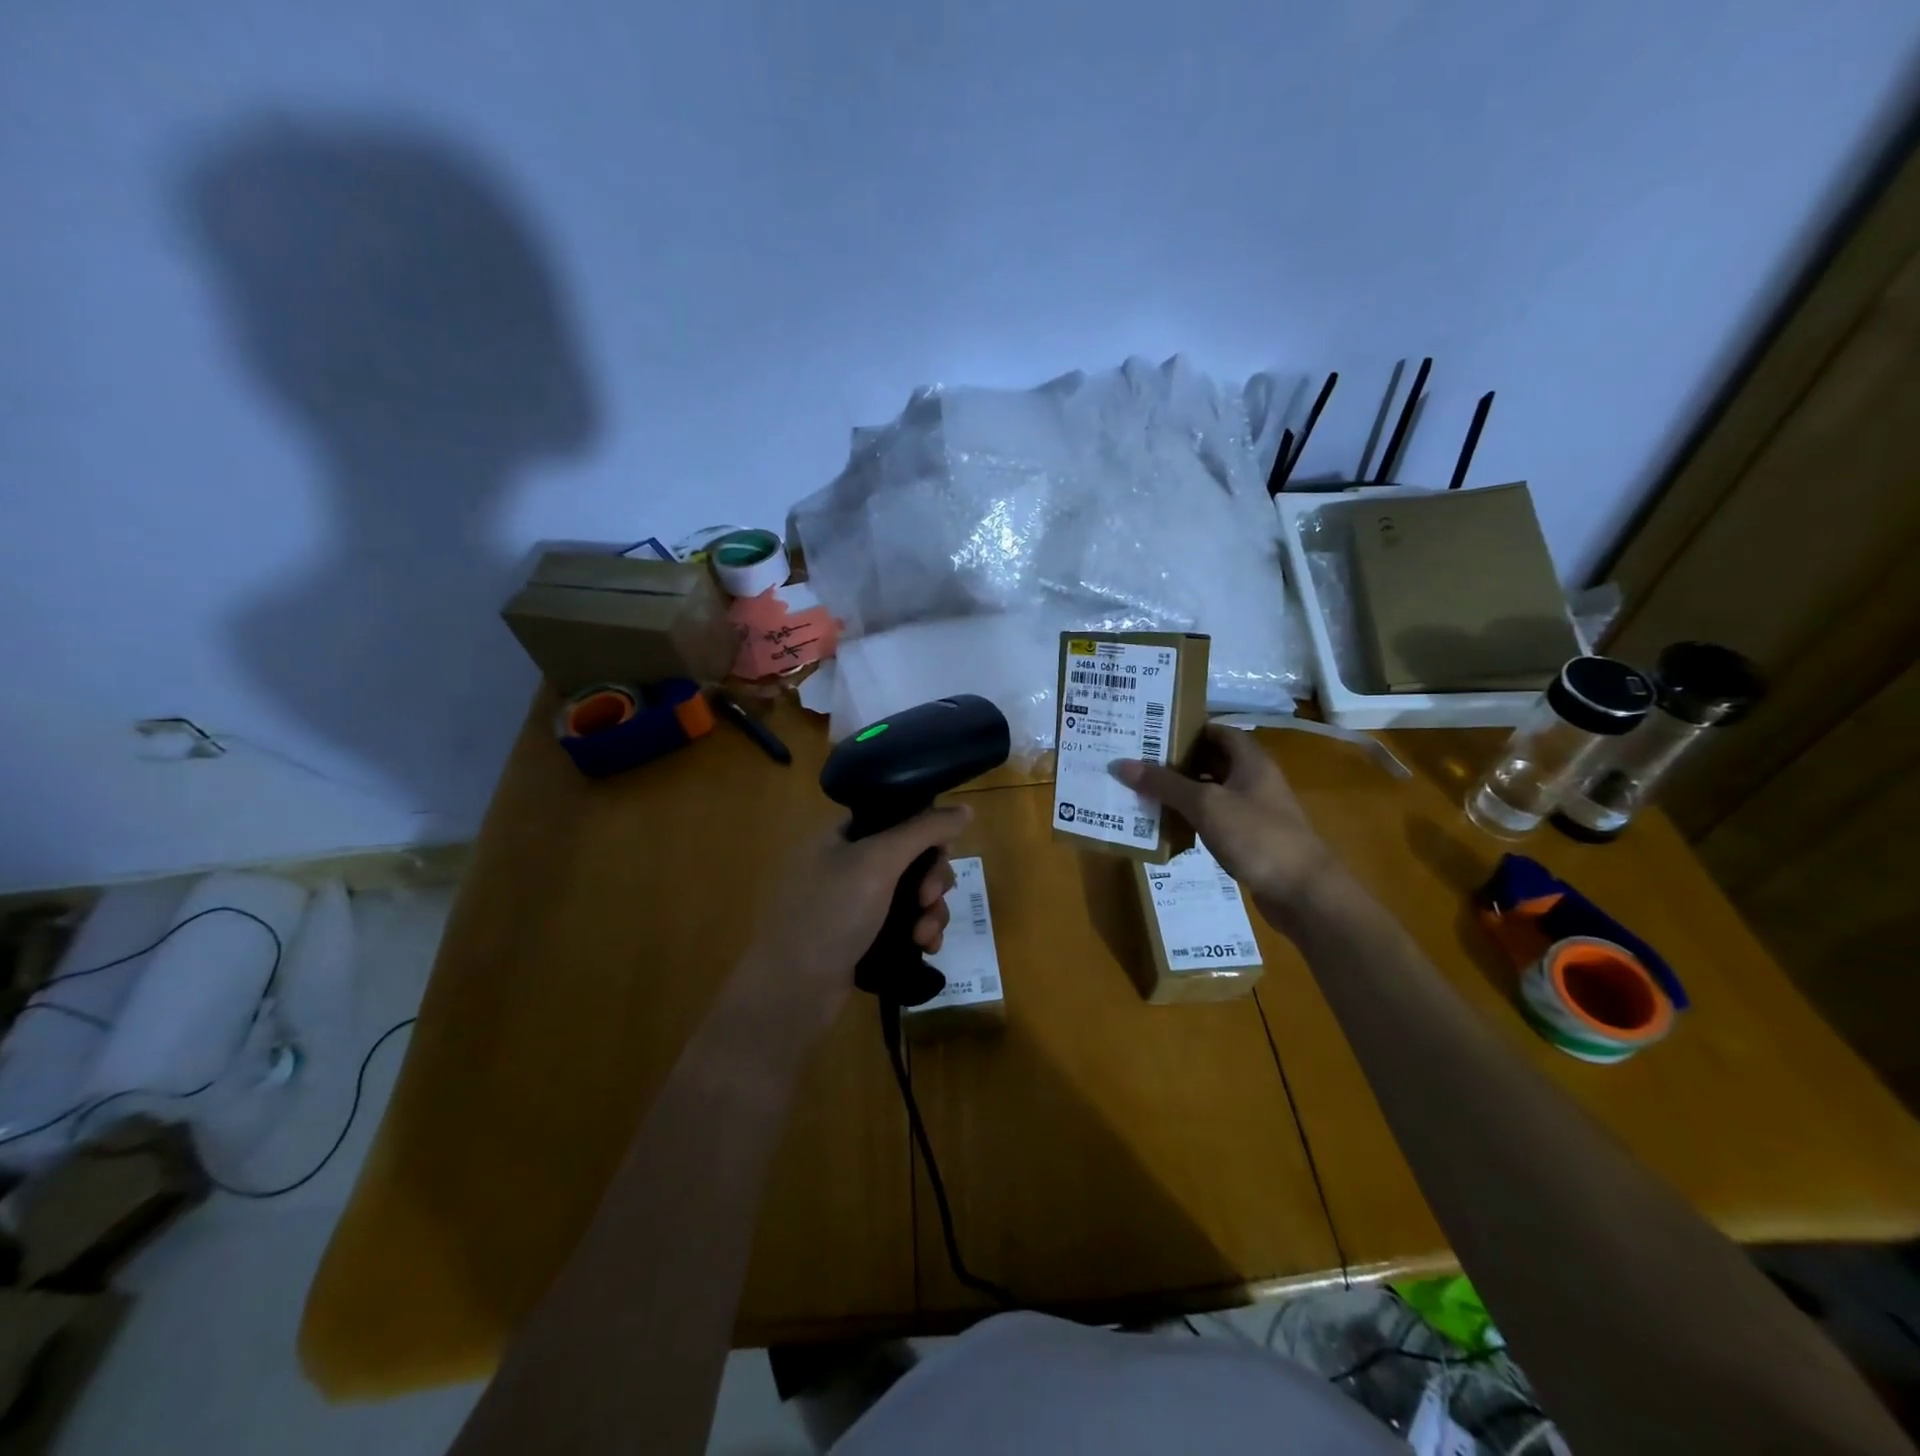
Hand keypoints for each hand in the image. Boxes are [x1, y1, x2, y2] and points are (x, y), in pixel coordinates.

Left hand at [739, 804, 972, 1034]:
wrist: (793, 990)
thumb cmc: (831, 913)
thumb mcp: (878, 861)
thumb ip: (924, 830)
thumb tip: (965, 809)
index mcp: (841, 836)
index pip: (897, 818)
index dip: (926, 834)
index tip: (941, 855)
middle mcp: (847, 864)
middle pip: (911, 858)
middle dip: (932, 880)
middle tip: (929, 899)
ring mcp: (854, 903)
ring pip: (913, 894)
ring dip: (931, 911)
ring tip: (925, 935)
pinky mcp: (863, 937)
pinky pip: (905, 924)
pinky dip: (920, 931)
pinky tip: (926, 947)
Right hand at [1112, 725, 1333, 907]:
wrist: (1304, 892)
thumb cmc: (1257, 836)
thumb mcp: (1206, 805)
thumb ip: (1165, 784)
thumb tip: (1123, 764)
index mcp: (1250, 761)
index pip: (1216, 731)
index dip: (1185, 728)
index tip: (1150, 732)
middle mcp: (1253, 780)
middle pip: (1211, 760)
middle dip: (1176, 761)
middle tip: (1135, 761)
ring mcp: (1253, 811)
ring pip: (1210, 792)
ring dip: (1180, 792)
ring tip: (1140, 790)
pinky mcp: (1249, 839)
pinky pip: (1214, 819)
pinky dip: (1191, 819)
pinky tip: (1164, 825)